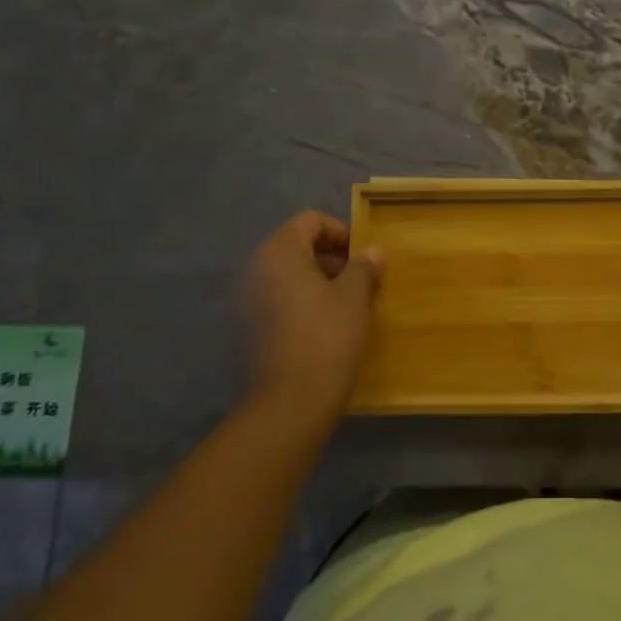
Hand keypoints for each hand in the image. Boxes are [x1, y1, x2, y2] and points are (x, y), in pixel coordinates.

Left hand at [237, 211, 383, 432]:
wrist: (293, 400)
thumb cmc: (328, 336)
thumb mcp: (355, 296)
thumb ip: (363, 267)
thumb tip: (371, 253)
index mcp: (280, 253)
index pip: (310, 221)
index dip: (340, 231)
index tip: (362, 255)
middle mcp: (258, 269)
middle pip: (297, 245)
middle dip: (331, 256)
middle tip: (360, 278)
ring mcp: (249, 299)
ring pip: (289, 274)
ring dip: (319, 279)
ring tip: (348, 302)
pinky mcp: (251, 326)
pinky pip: (280, 298)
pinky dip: (304, 300)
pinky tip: (327, 323)